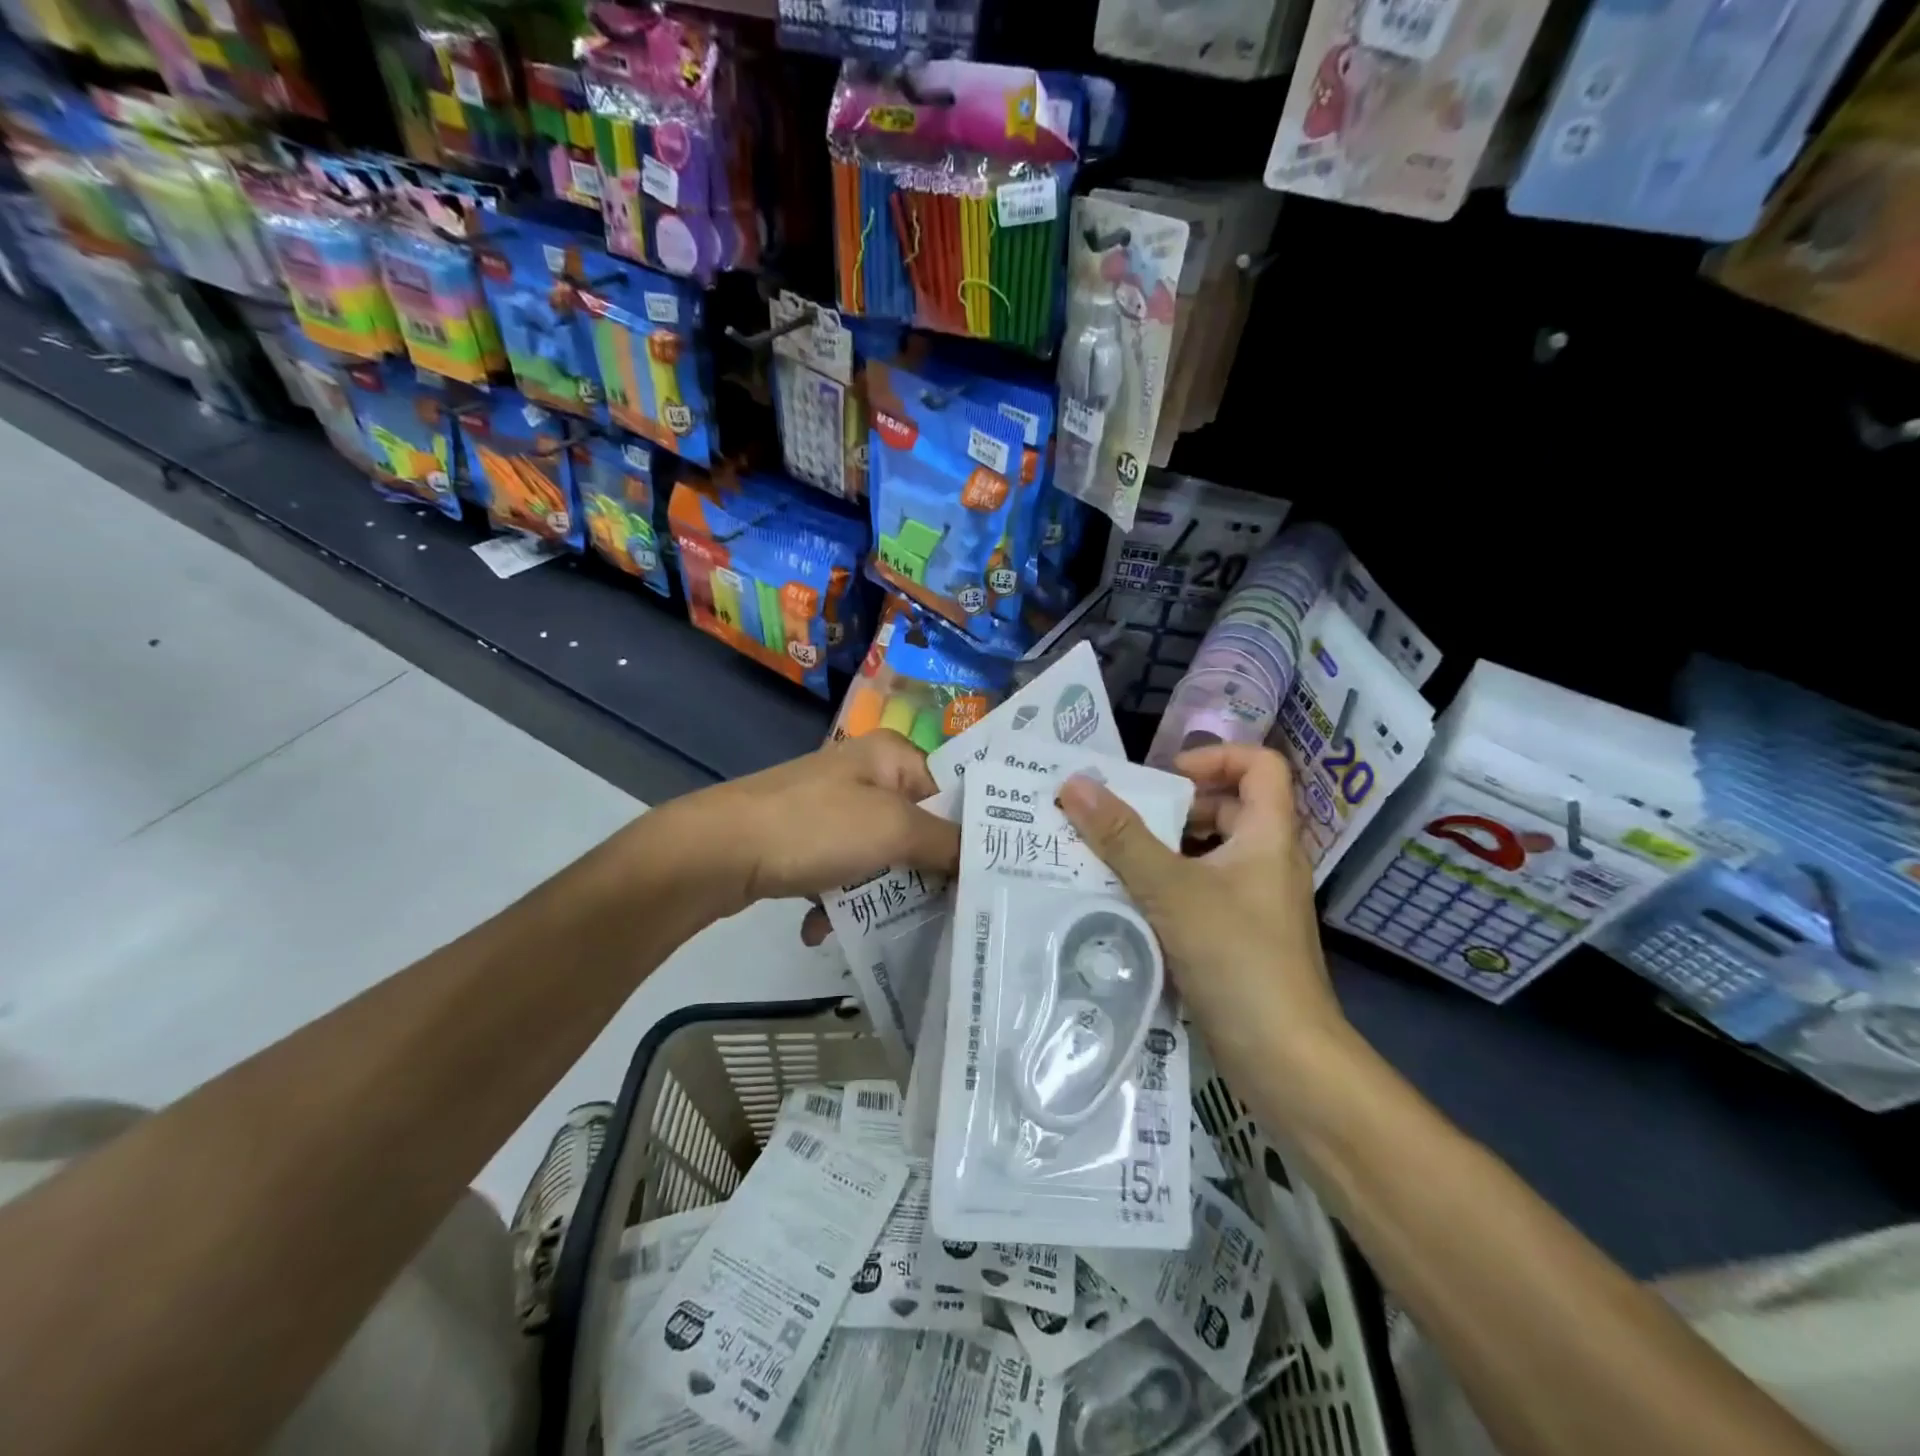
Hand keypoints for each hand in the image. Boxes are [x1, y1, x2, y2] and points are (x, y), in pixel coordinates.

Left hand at [670, 731, 959, 919]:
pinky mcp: (804, 839)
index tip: (983, 881)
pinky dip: (836, 901)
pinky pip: (840, 871)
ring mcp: (831, 808)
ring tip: (864, 927)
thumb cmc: (815, 828)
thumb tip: (983, 859)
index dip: (967, 837)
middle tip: (935, 915)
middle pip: (916, 830)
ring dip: (873, 896)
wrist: (717, 851)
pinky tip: (818, 927)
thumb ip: (945, 844)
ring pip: (878, 857)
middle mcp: (864, 774)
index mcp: (891, 755)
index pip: (950, 794)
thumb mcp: (893, 830)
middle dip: (918, 876)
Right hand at [1056, 744, 1346, 1076]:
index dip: (1216, 756)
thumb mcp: (1172, 889)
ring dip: (1164, 847)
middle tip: (1122, 816)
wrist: (1284, 1059)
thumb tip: (1075, 784)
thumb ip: (1122, 837)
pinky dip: (1167, 885)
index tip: (1166, 776)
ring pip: (1209, 853)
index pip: (1260, 766)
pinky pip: (1200, 891)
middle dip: (1175, 806)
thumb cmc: (1237, 958)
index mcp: (1269, 836)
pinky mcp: (1238, 936)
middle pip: (1228, 807)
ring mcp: (1254, 902)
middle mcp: (1267, 861)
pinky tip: (1128, 900)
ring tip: (1112, 854)